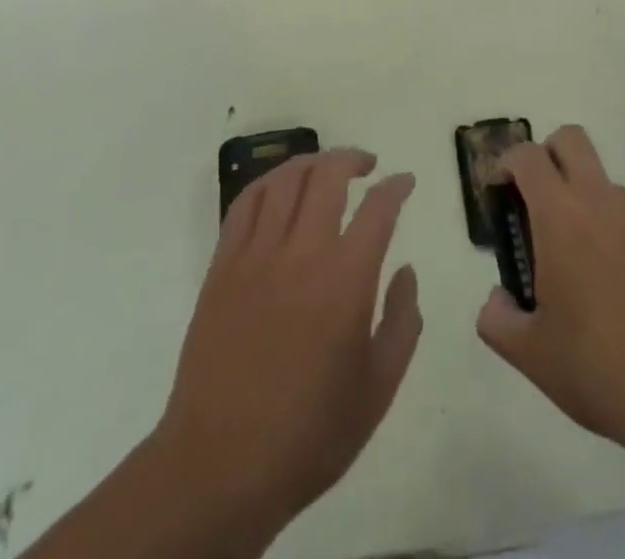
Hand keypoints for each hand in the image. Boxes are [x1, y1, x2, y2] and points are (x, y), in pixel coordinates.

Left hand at [153, 150, 420, 551]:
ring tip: (327, 168)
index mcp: (346, 280)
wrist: (219, 466)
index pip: (378, 208)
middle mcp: (302, 252)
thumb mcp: (378, 389)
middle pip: (328, 175)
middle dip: (354, 158)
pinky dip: (268, 182)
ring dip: (312, 163)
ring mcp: (257, 255)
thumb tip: (406, 271)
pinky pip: (245, 203)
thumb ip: (403, 322)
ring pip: (285, 179)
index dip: (397, 186)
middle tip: (368, 165)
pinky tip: (281, 187)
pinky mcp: (223, 266)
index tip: (405, 181)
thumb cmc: (308, 433)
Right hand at [475, 126, 624, 453]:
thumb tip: (498, 299)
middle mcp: (600, 199)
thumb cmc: (598, 364)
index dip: (506, 164)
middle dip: (547, 156)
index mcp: (560, 214)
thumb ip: (497, 319)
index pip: (527, 156)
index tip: (499, 194)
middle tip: (536, 203)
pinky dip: (614, 233)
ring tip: (579, 267)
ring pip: (602, 182)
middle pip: (570, 140)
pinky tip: (617, 288)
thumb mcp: (530, 354)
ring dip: (582, 202)